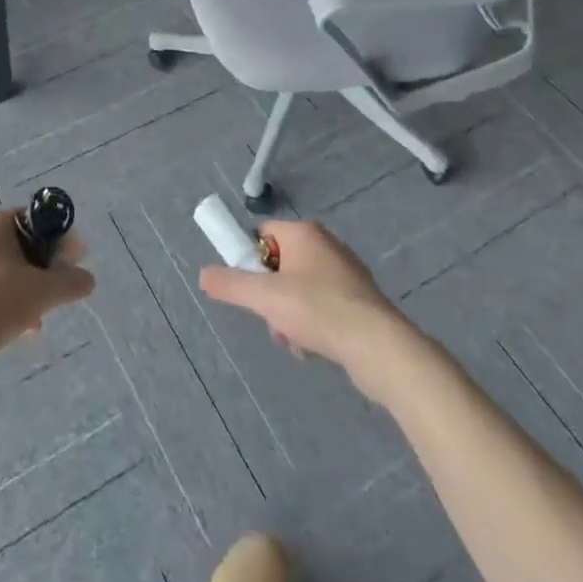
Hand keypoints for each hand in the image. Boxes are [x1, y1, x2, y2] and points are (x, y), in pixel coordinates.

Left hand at [0, 209, 94, 360]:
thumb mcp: (44, 291)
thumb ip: (71, 281)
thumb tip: (88, 279)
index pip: (30, 220)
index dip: (54, 241)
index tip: (69, 263)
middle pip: (14, 247)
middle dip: (37, 271)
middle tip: (52, 295)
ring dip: (20, 289)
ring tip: (34, 321)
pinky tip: (11, 328)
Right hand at [198, 219, 414, 375]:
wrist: (379, 347)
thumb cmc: (318, 310)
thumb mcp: (264, 298)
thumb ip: (230, 285)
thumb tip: (203, 275)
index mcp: (303, 233)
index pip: (262, 233)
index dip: (250, 260)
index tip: (248, 288)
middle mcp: (325, 245)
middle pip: (280, 265)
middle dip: (270, 296)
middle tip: (272, 319)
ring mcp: (345, 273)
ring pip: (300, 290)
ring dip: (289, 316)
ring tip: (295, 341)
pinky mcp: (360, 301)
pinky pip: (322, 307)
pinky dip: (313, 326)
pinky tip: (314, 348)